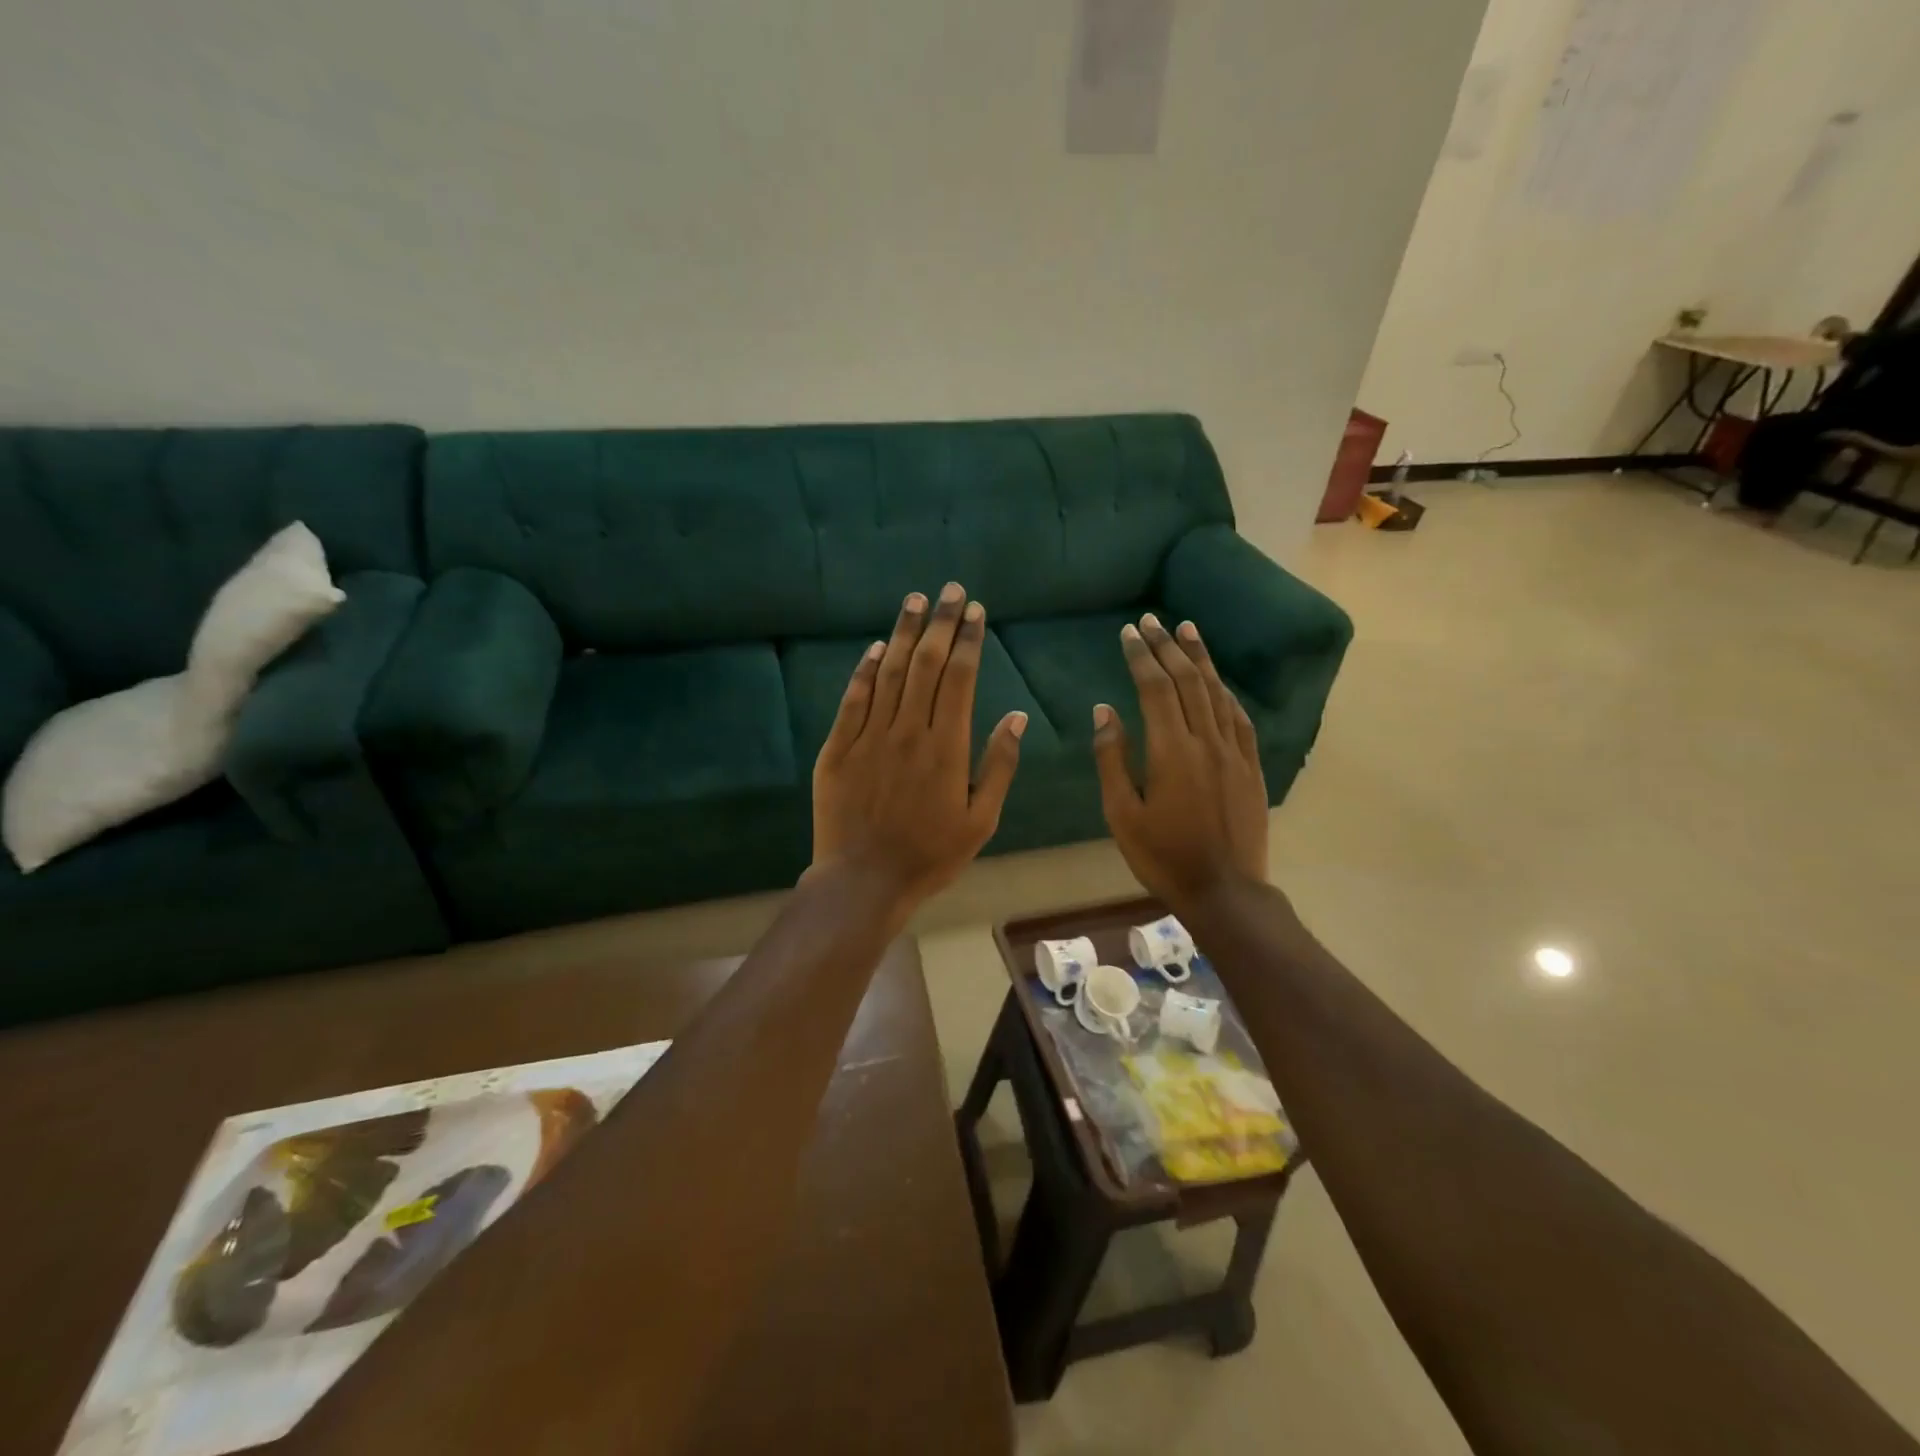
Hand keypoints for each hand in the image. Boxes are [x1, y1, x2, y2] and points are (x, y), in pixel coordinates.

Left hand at [810, 583, 1026, 907]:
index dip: (969, 641)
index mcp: (947, 747)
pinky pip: (853, 699)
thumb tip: (1017, 716)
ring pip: (888, 672)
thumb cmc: (930, 855)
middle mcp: (908, 731)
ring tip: (915, 600)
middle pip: (926, 664)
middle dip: (941, 623)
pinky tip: (875, 647)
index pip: (960, 678)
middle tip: (951, 590)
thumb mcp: (981, 820)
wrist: (863, 881)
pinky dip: (864, 670)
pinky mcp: (838, 748)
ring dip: (904, 632)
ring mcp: (869, 736)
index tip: (976, 612)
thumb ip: (999, 765)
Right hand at [1091, 613, 1268, 902]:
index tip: (1129, 632)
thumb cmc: (1162, 856)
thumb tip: (1104, 710)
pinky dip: (1225, 692)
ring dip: (1200, 659)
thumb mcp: (1122, 813)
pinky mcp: (1251, 767)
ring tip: (1187, 630)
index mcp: (1171, 751)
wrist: (1224, 890)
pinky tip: (1218, 681)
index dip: (1141, 656)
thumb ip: (1112, 758)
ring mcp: (1234, 752)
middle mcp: (1206, 741)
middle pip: (1188, 681)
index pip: (1155, 688)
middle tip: (1152, 621)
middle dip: (1168, 647)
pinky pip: (1239, 718)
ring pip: (1217, 693)